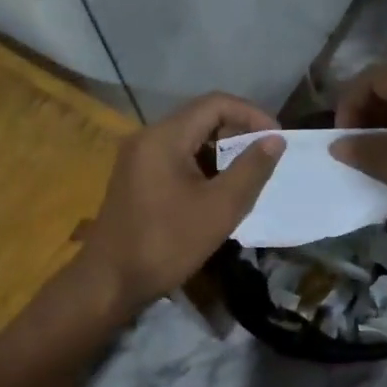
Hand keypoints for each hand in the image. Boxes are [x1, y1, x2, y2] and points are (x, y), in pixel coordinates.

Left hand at [79, 93, 284, 313]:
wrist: (109, 282)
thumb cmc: (167, 244)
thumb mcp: (220, 208)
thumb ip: (251, 170)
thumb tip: (275, 140)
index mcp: (164, 137)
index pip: (216, 103)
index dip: (252, 115)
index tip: (277, 140)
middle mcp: (147, 138)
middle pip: (201, 118)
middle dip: (239, 133)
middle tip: (265, 160)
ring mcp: (138, 158)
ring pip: (190, 140)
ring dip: (222, 152)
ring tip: (248, 177)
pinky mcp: (136, 178)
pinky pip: (176, 158)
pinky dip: (203, 167)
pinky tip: (219, 192)